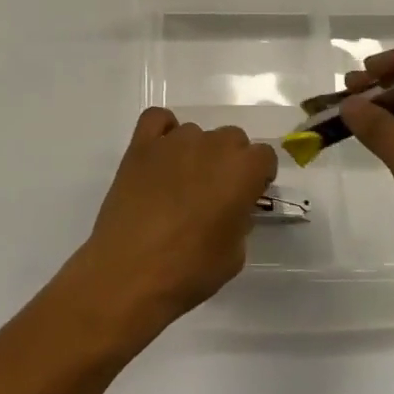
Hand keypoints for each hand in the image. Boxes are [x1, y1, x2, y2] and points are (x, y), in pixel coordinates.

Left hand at [71, 108, 276, 339]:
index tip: (249, 195)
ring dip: (196, 152)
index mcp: (241, 171)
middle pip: (232, 138)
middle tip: (216, 192)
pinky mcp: (141, 145)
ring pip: (196, 133)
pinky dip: (163, 131)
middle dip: (230, 161)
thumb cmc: (189, 270)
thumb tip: (231, 208)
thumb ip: (239, 220)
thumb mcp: (234, 255)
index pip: (264, 155)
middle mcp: (211, 146)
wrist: (129, 273)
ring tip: (181, 184)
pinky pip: (157, 119)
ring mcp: (173, 142)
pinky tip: (161, 156)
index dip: (258, 175)